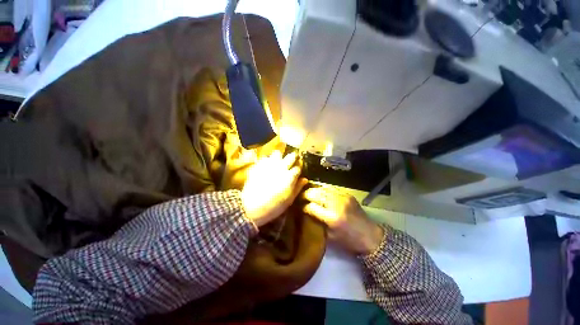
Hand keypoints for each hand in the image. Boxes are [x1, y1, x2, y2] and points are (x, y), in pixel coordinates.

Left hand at [241, 151, 306, 226]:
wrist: (251, 207)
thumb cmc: (273, 206)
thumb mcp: (289, 200)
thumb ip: (298, 188)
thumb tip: (305, 179)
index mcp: (290, 176)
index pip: (298, 167)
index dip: (299, 168)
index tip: (298, 170)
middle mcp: (281, 168)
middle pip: (291, 156)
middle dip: (293, 157)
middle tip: (291, 161)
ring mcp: (269, 165)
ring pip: (277, 153)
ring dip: (280, 156)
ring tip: (278, 162)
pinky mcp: (259, 165)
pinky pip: (265, 158)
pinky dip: (267, 160)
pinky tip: (266, 166)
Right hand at [303, 186, 383, 254]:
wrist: (371, 236)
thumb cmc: (349, 241)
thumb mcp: (330, 237)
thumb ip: (318, 223)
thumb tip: (308, 212)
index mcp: (332, 218)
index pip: (311, 207)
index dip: (304, 206)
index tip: (300, 207)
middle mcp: (336, 204)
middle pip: (316, 194)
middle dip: (306, 194)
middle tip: (300, 196)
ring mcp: (343, 197)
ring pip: (323, 189)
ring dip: (314, 190)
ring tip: (308, 192)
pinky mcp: (347, 194)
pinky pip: (331, 189)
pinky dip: (323, 190)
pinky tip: (320, 192)